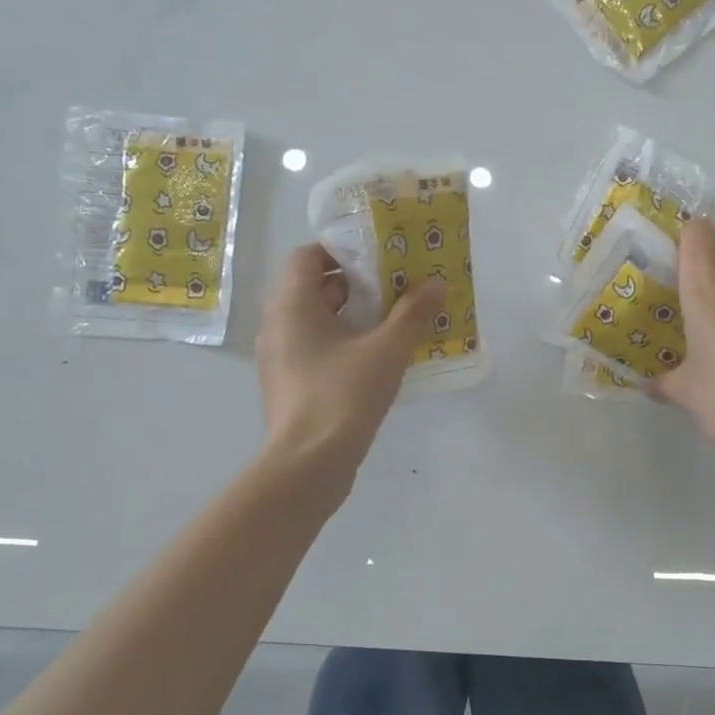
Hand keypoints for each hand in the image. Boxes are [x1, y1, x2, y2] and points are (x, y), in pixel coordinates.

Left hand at [256, 244, 444, 474]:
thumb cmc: (343, 395)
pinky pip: (317, 348)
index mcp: (292, 305)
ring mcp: (281, 357)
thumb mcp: (387, 350)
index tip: (378, 254)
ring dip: (353, 314)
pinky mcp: (290, 384)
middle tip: (396, 283)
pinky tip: (379, 355)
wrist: (308, 465)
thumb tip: (437, 283)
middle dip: (356, 283)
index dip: (341, 250)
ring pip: (317, 320)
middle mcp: (278, 325)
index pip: (307, 256)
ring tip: (395, 317)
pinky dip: (344, 342)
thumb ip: (413, 313)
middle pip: (314, 287)